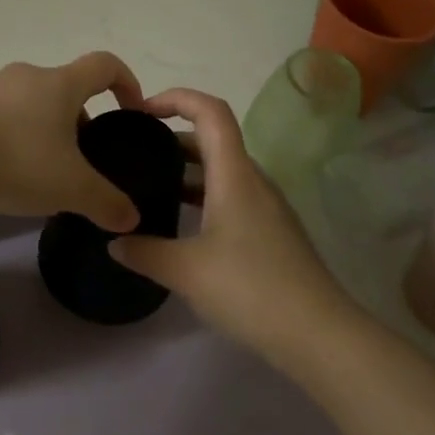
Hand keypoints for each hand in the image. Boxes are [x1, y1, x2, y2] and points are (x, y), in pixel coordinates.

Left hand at [0, 54, 144, 231]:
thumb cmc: (14, 160)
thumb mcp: (69, 188)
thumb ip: (106, 202)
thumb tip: (131, 217)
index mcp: (60, 83)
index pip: (105, 64)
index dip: (127, 83)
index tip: (131, 113)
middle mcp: (29, 75)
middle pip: (68, 88)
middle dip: (83, 120)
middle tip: (84, 160)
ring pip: (36, 102)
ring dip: (49, 129)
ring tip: (46, 171)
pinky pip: (6, 113)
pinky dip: (18, 134)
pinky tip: (10, 169)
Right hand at [109, 88, 354, 368]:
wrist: (320, 336)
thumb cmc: (250, 289)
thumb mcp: (185, 271)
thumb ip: (144, 252)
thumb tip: (114, 242)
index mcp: (234, 173)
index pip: (210, 110)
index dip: (177, 98)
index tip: (143, 111)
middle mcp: (253, 180)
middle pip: (214, 138)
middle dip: (173, 137)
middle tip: (137, 151)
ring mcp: (267, 206)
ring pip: (223, 170)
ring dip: (188, 170)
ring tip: (151, 186)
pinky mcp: (272, 232)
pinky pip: (232, 195)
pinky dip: (203, 195)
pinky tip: (183, 226)